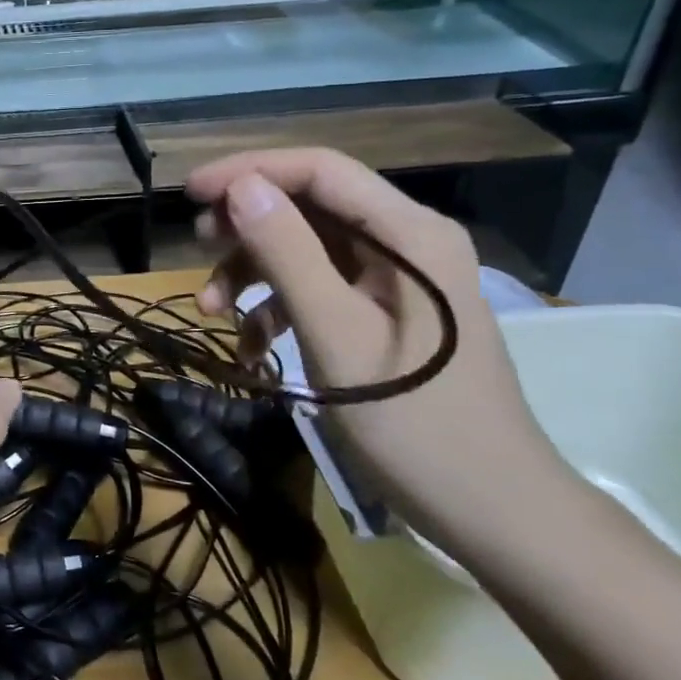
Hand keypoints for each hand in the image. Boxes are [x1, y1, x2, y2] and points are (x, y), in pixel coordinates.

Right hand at [187, 148, 566, 544]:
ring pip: (307, 250)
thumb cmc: (414, 422)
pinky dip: (277, 310)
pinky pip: (319, 290)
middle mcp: (407, 243)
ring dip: (254, 274)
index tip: (190, 193)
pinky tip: (251, 349)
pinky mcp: (385, 315)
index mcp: (410, 235)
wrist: (490, 508)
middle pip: (311, 208)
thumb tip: (241, 189)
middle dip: (247, 226)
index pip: (320, 171)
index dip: (250, 171)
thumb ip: (288, 254)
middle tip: (198, 249)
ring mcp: (397, 281)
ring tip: (211, 311)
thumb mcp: (337, 334)